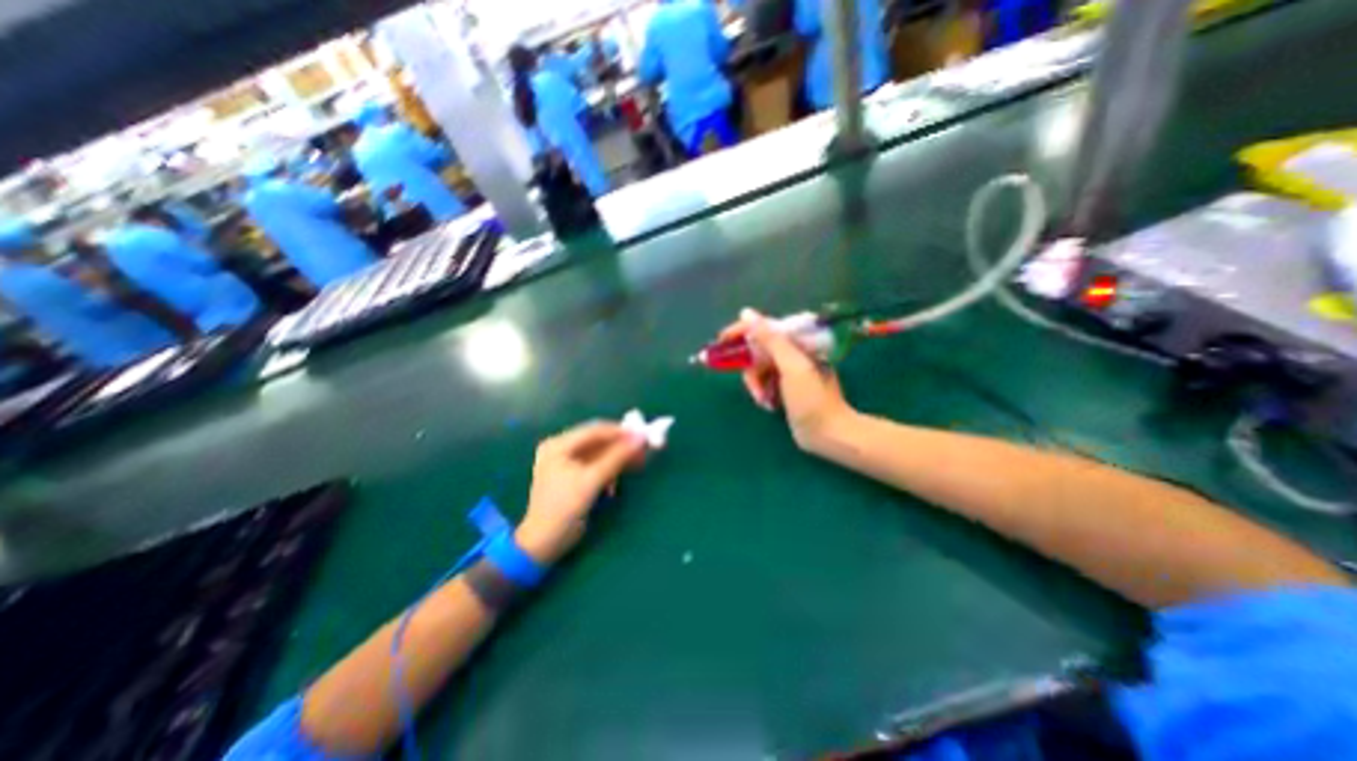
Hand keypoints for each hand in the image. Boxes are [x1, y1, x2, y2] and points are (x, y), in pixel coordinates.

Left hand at [517, 422, 648, 565]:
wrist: (544, 544)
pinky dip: (611, 468)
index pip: (594, 430)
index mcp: (558, 445)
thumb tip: (641, 438)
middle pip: (597, 440)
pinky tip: (621, 476)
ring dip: (619, 457)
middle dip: (621, 445)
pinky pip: (597, 464)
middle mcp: (561, 448)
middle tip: (643, 449)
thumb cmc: (563, 508)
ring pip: (600, 453)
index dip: (619, 431)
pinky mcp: (574, 476)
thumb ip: (616, 457)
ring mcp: (567, 462)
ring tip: (639, 462)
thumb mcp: (591, 481)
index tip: (643, 434)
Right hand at [719, 310, 846, 452]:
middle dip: (751, 369)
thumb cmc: (812, 399)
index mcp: (797, 341)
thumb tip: (746, 313)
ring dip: (756, 384)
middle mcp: (792, 351)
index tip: (722, 340)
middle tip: (753, 386)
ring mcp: (788, 370)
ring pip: (758, 368)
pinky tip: (769, 404)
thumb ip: (770, 339)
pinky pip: (763, 381)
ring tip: (763, 400)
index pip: (764, 326)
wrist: (828, 433)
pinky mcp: (785, 386)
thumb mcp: (791, 366)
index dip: (742, 331)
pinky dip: (762, 392)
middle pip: (758, 350)